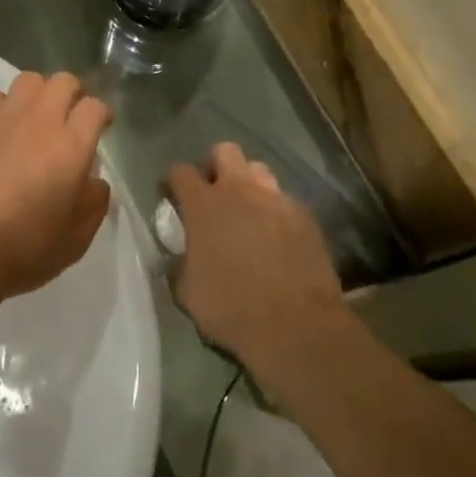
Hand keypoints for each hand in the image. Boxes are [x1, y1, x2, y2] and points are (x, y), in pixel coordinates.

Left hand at [0, 72, 112, 308]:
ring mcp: (1, 119)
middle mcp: (39, 122)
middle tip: (68, 119)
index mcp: (71, 148)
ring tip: (32, 120)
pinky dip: (1, 107)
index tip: (100, 128)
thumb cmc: (23, 250)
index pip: (94, 107)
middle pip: (63, 82)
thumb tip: (93, 180)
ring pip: (28, 80)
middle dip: (72, 95)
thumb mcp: (76, 239)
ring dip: (37, 96)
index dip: (101, 114)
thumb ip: (94, 202)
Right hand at [166, 142, 345, 377]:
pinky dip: (274, 210)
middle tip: (211, 194)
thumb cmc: (231, 308)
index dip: (172, 181)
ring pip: (258, 170)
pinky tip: (275, 236)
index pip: (180, 171)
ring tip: (246, 211)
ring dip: (247, 184)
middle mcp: (240, 191)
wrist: (296, 325)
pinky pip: (284, 200)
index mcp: (203, 205)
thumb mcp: (187, 290)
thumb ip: (180, 262)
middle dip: (214, 166)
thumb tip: (181, 256)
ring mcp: (277, 200)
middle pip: (224, 151)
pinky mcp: (306, 216)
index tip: (170, 197)